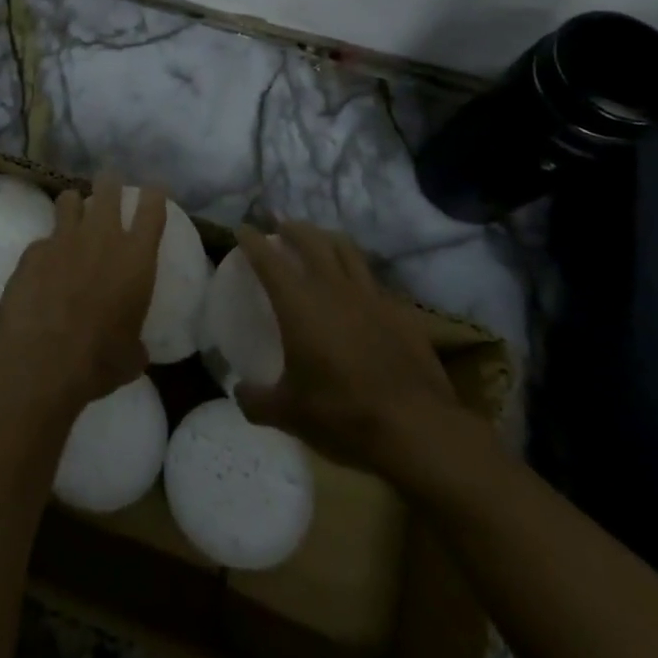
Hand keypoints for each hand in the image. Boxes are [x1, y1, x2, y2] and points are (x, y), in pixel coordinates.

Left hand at [0, 174, 167, 407]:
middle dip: (109, 183)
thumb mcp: (130, 356)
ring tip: (73, 212)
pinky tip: (42, 268)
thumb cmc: (99, 360)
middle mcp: (102, 238)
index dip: (154, 194)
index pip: (152, 210)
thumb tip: (134, 349)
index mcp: (136, 259)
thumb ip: (134, 342)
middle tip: (109, 184)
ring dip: (74, 204)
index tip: (153, 189)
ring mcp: (63, 239)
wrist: (42, 359)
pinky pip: (42, 240)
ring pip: (70, 200)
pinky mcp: (32, 251)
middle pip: (108, 189)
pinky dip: (46, 249)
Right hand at [233, 220, 467, 480]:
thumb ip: (256, 401)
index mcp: (298, 303)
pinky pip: (374, 281)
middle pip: (311, 240)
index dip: (252, 240)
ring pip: (347, 250)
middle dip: (292, 229)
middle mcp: (333, 288)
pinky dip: (359, 276)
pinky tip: (359, 291)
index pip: (268, 258)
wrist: (418, 428)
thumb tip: (239, 393)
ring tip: (320, 241)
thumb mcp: (288, 414)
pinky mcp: (401, 313)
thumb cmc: (343, 413)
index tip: (242, 229)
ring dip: (327, 239)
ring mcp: (371, 297)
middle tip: (281, 228)